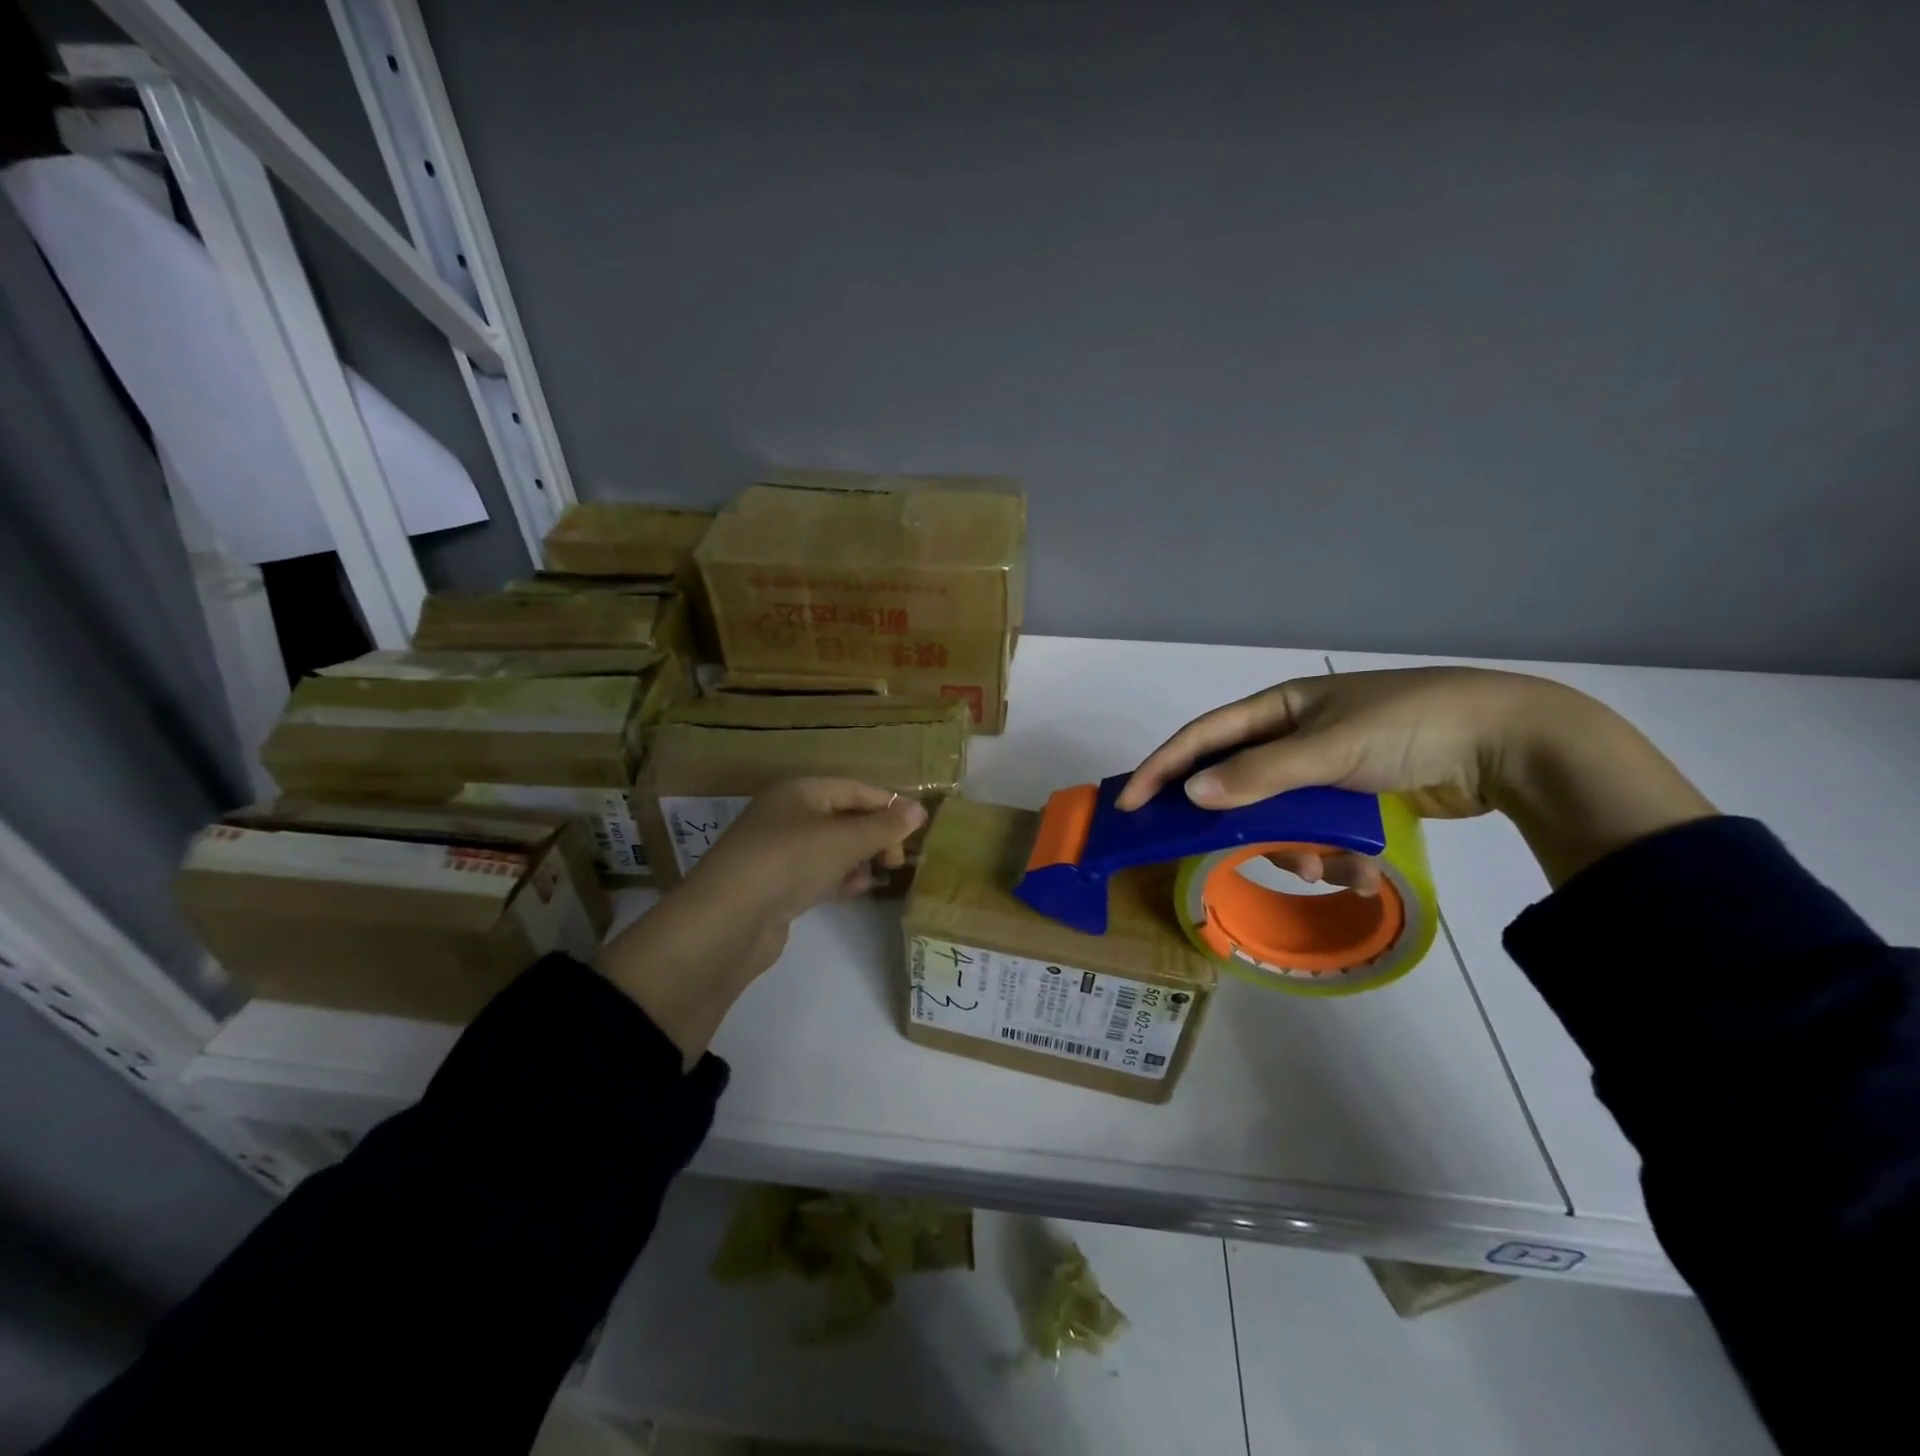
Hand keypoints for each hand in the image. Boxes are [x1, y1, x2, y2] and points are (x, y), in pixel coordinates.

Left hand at [599, 779, 926, 1061]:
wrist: (729, 919)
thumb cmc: (790, 861)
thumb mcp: (844, 839)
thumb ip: (884, 826)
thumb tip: (920, 810)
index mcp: (800, 791)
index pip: (855, 789)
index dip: (888, 805)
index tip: (916, 831)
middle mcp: (788, 814)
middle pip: (844, 817)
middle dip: (875, 835)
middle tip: (897, 860)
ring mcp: (779, 850)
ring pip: (832, 847)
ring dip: (860, 858)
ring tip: (880, 875)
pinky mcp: (776, 883)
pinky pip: (818, 872)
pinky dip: (839, 878)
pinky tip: (856, 891)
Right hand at [1119, 667, 1714, 890]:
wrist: (1511, 743)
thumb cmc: (1410, 726)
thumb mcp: (1329, 748)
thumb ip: (1260, 774)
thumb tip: (1192, 796)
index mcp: (1280, 708)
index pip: (1203, 737)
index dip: (1163, 768)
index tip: (1131, 804)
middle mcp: (1294, 736)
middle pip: (1238, 785)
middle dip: (1241, 825)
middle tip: (1229, 856)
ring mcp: (1324, 770)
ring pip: (1279, 819)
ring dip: (1296, 850)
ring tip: (1331, 868)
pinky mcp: (1353, 800)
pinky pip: (1318, 834)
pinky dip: (1332, 857)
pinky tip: (1362, 872)